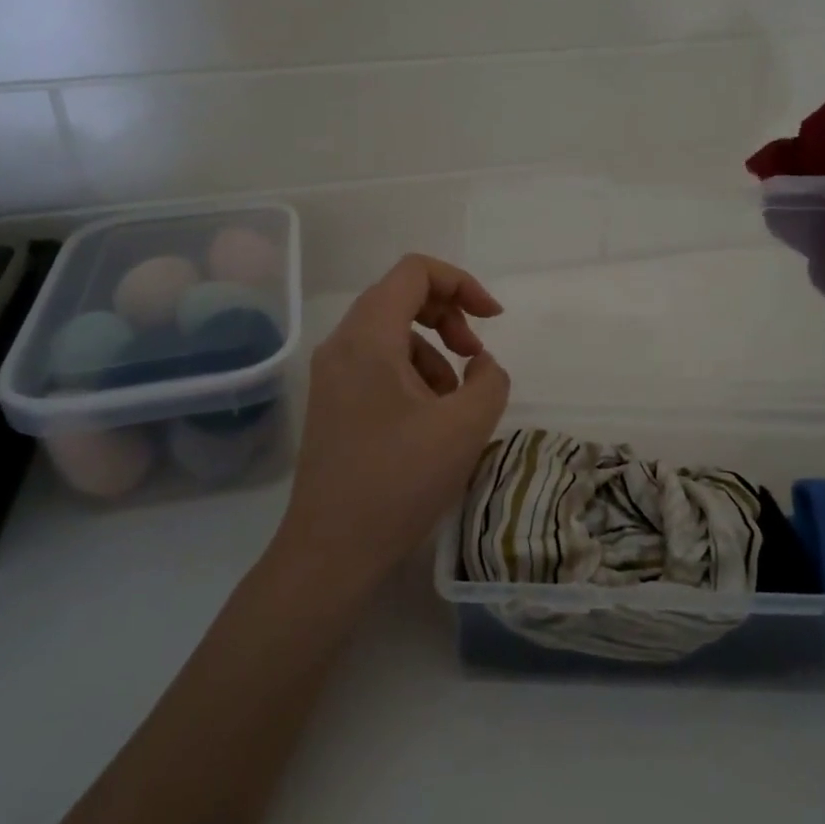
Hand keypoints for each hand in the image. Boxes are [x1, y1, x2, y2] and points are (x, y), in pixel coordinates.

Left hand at [271, 255, 510, 592]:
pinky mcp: (333, 403)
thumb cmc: (399, 481)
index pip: (415, 272)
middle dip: (450, 318)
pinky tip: (430, 421)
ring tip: (455, 402)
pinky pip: (379, 365)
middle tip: (476, 357)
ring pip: (392, 334)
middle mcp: (342, 345)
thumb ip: (490, 379)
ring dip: (434, 353)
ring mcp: (332, 375)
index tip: (492, 320)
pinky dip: (413, 376)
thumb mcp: (465, 426)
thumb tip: (480, 364)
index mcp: (368, 337)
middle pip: (401, 297)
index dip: (462, 283)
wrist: (331, 551)